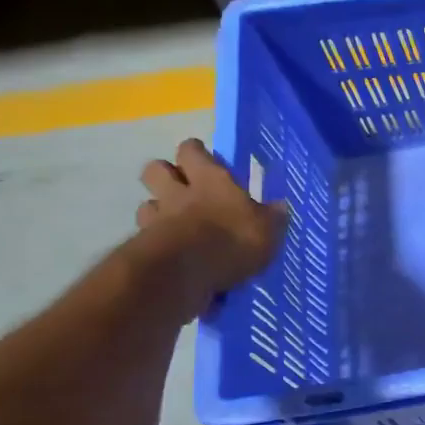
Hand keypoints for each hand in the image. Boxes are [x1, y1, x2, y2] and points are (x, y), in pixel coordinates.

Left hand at [135, 139, 287, 304]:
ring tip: (174, 224)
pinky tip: (172, 255)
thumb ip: (271, 217)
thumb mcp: (268, 229)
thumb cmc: (233, 240)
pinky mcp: (144, 247)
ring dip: (158, 210)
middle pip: (156, 169)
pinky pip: (146, 238)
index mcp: (211, 180)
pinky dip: (157, 244)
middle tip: (182, 187)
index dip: (196, 153)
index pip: (192, 151)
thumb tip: (280, 207)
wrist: (185, 273)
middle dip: (166, 174)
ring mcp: (156, 220)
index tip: (203, 158)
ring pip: (147, 204)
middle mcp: (178, 193)